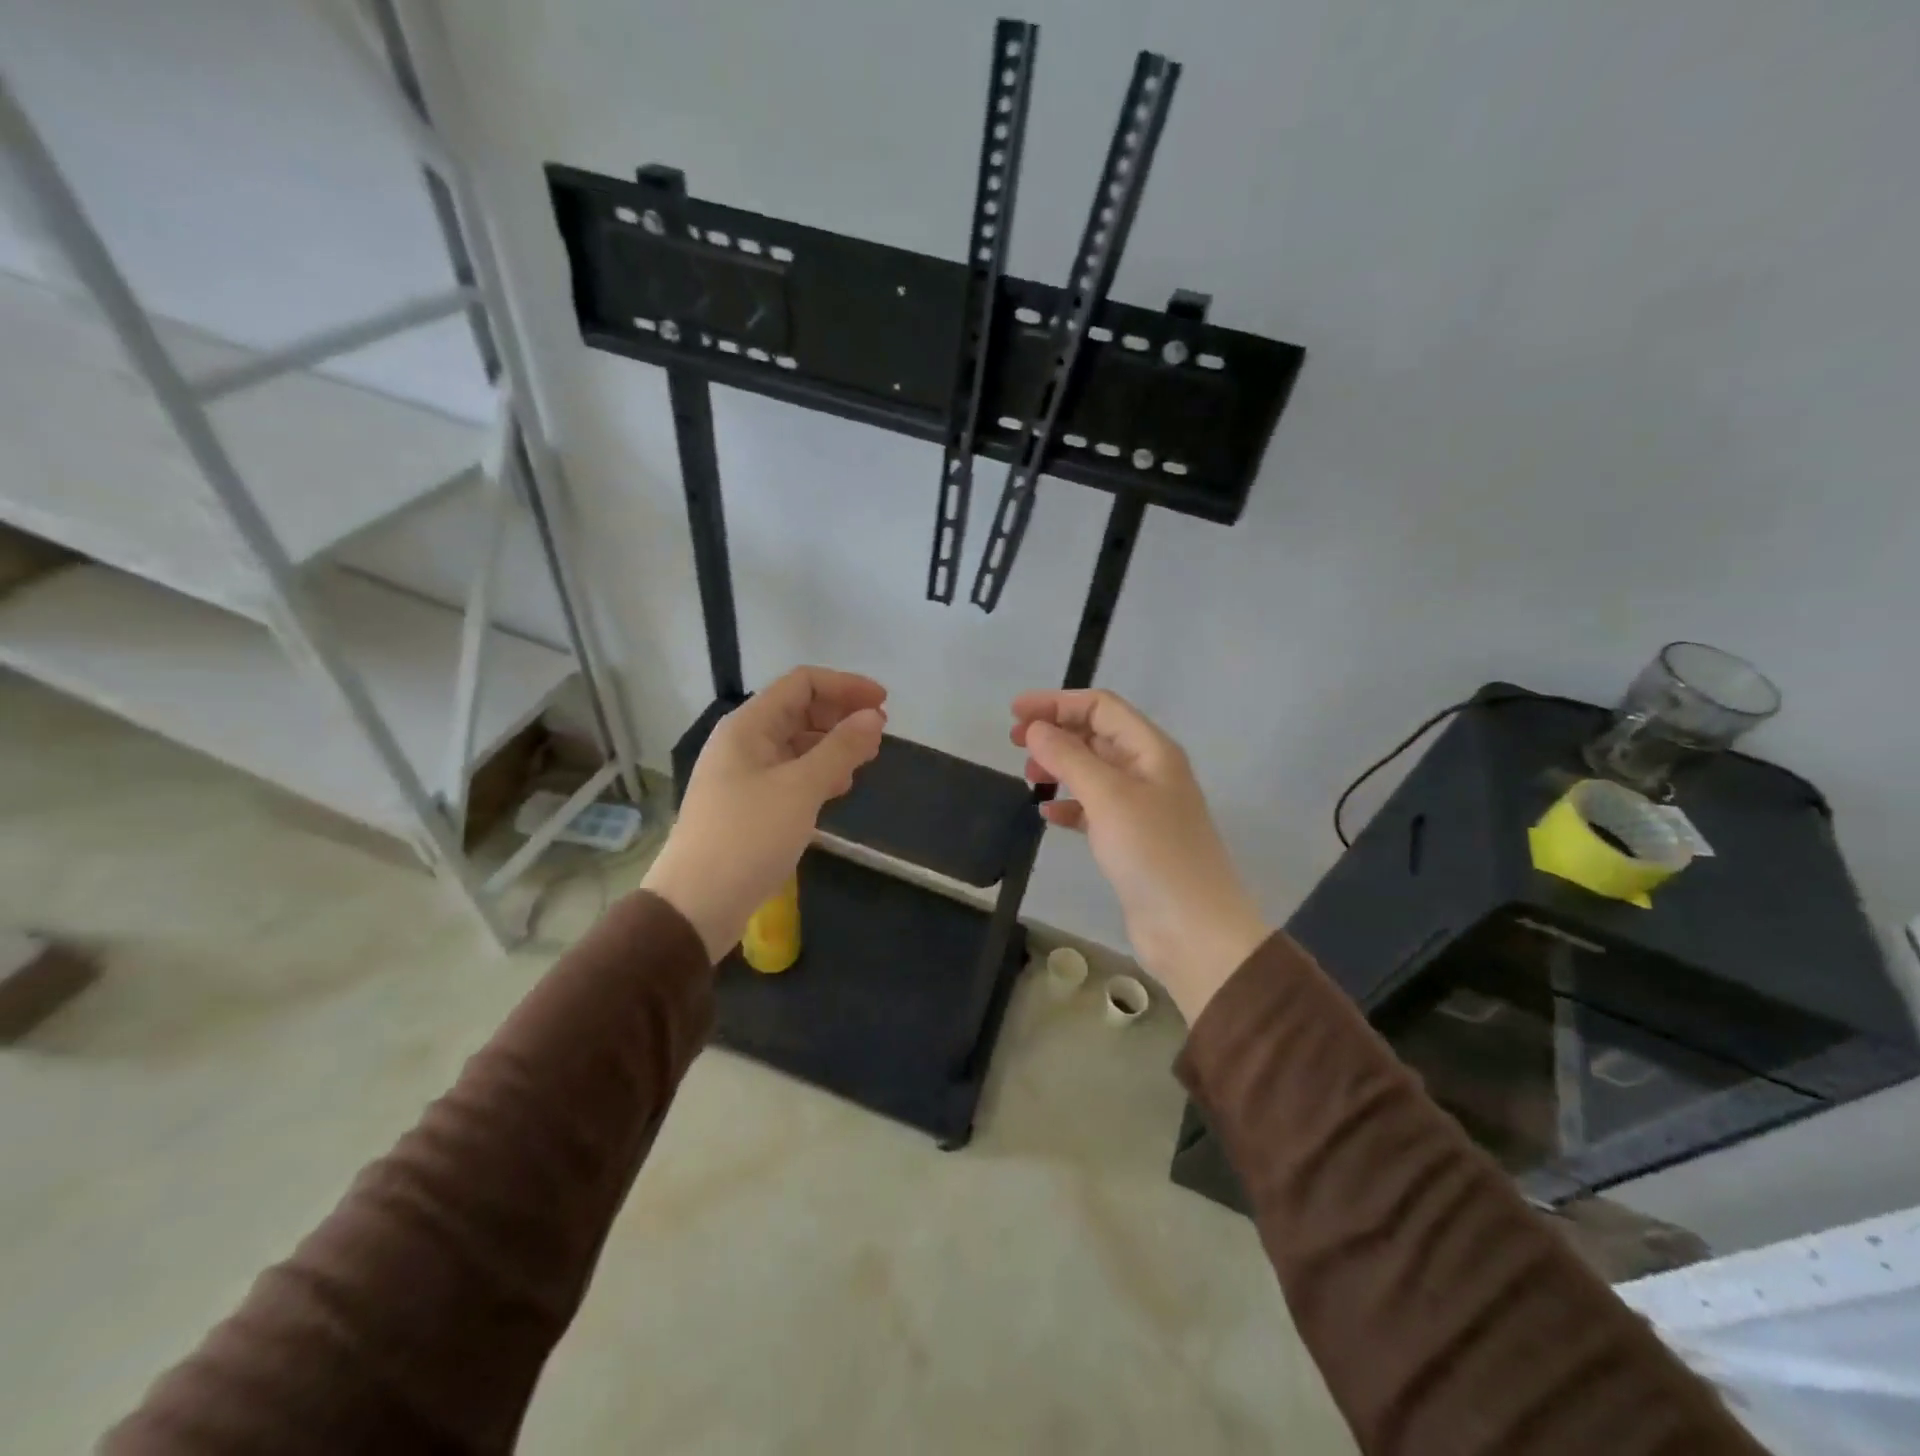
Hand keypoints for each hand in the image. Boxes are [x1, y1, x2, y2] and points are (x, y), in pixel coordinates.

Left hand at [642, 667, 887, 959]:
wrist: (697, 903)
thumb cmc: (749, 837)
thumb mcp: (801, 788)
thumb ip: (841, 748)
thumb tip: (873, 717)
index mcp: (748, 726)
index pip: (802, 683)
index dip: (846, 686)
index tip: (884, 704)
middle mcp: (743, 742)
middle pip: (799, 710)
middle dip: (841, 716)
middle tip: (878, 735)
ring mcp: (743, 774)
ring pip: (796, 744)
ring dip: (832, 745)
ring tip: (865, 761)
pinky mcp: (748, 804)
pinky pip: (789, 773)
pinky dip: (818, 773)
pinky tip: (838, 789)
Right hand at [1012, 689, 1269, 1022]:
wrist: (1192, 928)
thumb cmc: (1153, 852)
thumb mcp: (1108, 796)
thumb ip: (1070, 757)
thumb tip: (1035, 728)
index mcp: (1152, 750)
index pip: (1102, 707)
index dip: (1058, 703)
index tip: (1015, 712)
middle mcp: (1149, 771)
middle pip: (1097, 735)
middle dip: (1056, 732)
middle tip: (1014, 742)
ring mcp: (1141, 807)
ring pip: (1093, 772)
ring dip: (1060, 767)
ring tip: (1028, 777)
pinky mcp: (1131, 840)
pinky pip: (1094, 809)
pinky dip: (1070, 805)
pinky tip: (1047, 814)